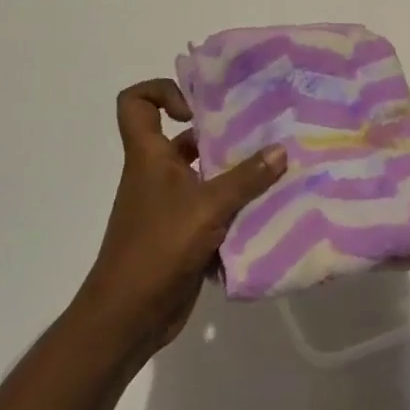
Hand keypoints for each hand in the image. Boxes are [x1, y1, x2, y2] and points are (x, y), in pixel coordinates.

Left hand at [80, 79, 287, 362]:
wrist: (128, 318)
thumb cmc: (157, 248)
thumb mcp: (208, 207)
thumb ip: (247, 178)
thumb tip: (281, 149)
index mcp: (149, 156)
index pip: (136, 103)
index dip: (162, 92)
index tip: (197, 107)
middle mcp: (157, 173)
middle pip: (185, 136)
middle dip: (222, 131)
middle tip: (262, 129)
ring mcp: (169, 204)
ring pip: (204, 173)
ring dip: (236, 171)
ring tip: (276, 165)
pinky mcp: (184, 232)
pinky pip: (213, 207)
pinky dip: (236, 206)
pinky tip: (269, 208)